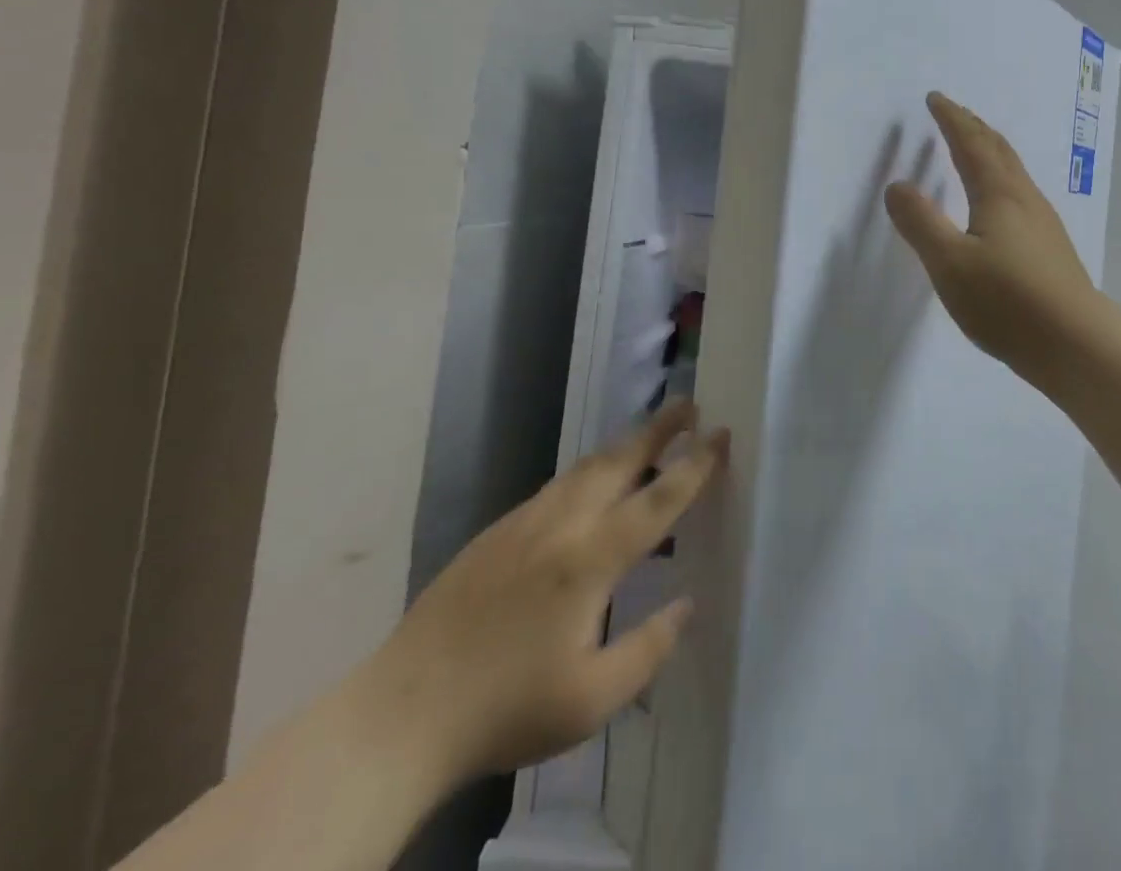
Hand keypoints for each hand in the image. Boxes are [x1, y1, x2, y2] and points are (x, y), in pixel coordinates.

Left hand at [358, 400, 727, 784]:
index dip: (695, 466)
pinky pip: (556, 486)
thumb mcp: (591, 700)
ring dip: (623, 446)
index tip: (720, 434)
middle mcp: (561, 524)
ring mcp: (524, 523)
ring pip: (584, 467)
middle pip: (620, 460)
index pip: (658, 499)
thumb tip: (686, 604)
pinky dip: (588, 471)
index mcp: (591, 559)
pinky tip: (590, 486)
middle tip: (688, 404)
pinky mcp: (495, 533)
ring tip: (649, 435)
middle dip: (659, 428)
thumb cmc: (505, 709)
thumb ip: (649, 649)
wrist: (400, 716)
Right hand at [884, 92, 1109, 390]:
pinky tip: (1000, 201)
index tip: (935, 99)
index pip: (971, 144)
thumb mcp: (950, 263)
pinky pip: (1019, 192)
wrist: (1075, 344)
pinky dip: (1000, 176)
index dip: (952, 119)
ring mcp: (1042, 222)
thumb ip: (920, 223)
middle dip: (973, 126)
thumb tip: (897, 185)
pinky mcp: (1049, 247)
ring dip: (990, 149)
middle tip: (953, 112)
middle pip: (998, 149)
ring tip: (974, 147)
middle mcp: (1024, 198)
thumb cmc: (1007, 301)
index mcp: (999, 194)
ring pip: (1013, 171)